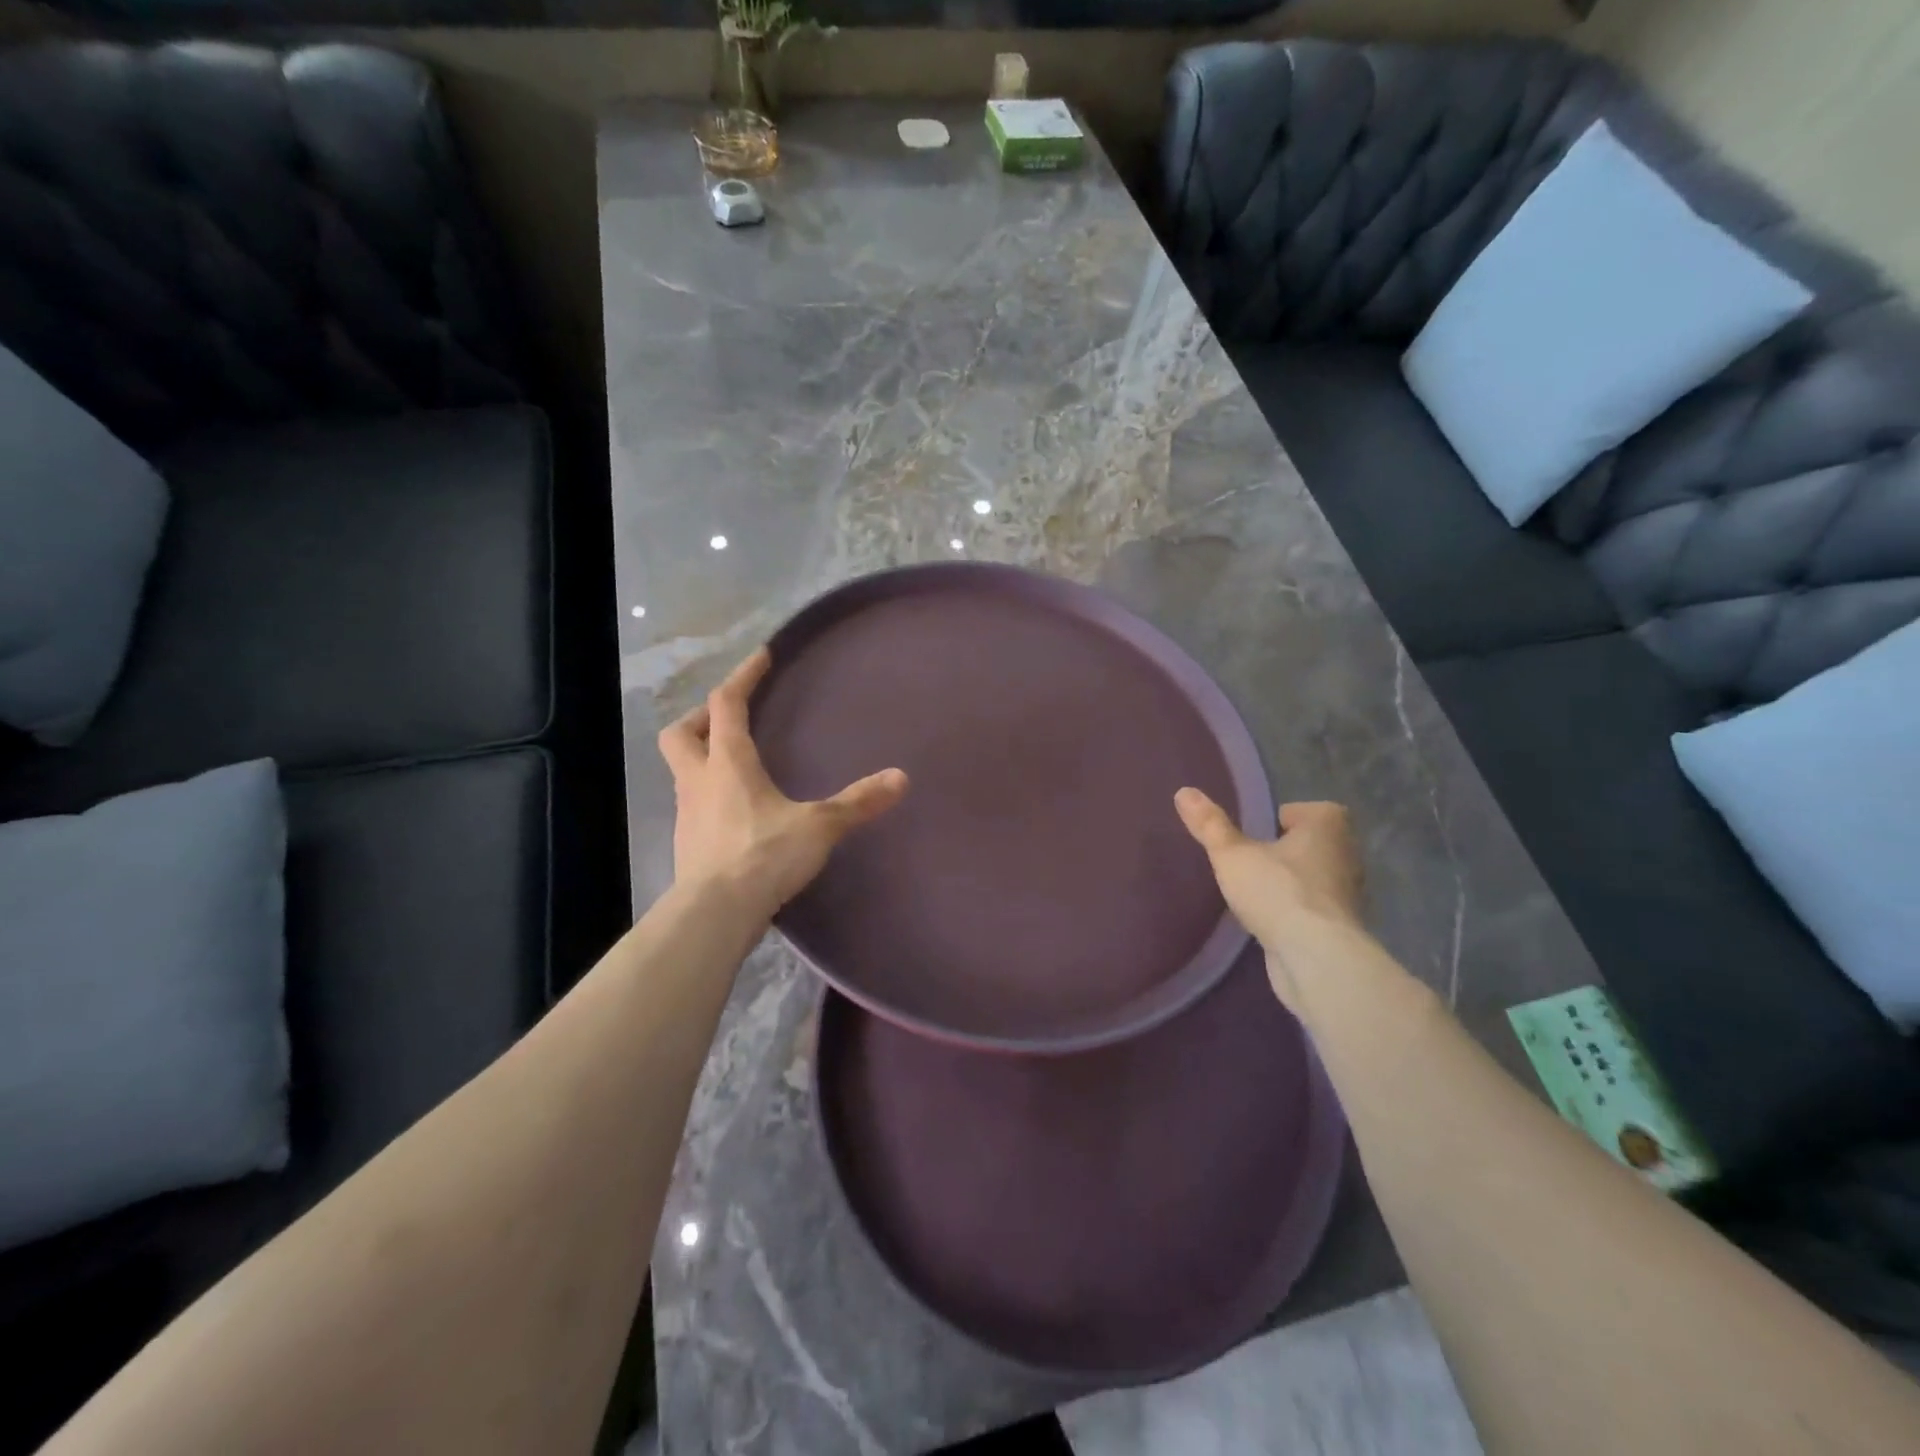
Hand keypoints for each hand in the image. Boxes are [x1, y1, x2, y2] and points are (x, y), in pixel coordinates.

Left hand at [659, 648, 908, 919]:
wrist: (715, 914)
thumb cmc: (764, 856)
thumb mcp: (819, 826)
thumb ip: (858, 802)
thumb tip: (901, 778)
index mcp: (728, 763)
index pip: (726, 704)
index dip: (742, 676)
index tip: (761, 657)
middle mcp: (699, 781)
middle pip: (681, 733)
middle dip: (701, 716)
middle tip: (728, 716)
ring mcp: (688, 814)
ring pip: (683, 770)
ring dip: (703, 757)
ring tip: (735, 763)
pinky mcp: (689, 844)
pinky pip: (694, 804)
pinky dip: (710, 794)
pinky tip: (736, 811)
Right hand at [1174, 791, 1368, 1010]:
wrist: (1316, 957)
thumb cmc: (1277, 891)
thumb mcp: (1231, 854)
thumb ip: (1209, 824)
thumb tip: (1184, 792)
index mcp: (1327, 827)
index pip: (1310, 810)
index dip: (1286, 818)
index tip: (1260, 833)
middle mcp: (1347, 854)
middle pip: (1315, 843)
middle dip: (1288, 850)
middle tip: (1254, 860)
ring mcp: (1349, 893)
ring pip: (1318, 877)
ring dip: (1294, 882)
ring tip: (1259, 891)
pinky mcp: (1343, 927)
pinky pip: (1317, 908)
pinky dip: (1300, 911)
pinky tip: (1274, 921)